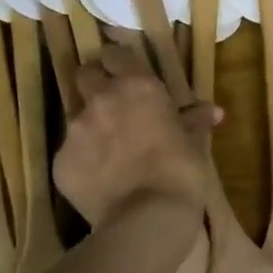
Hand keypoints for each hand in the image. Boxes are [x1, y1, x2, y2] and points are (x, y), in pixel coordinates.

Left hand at [53, 44, 215, 225]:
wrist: (147, 218)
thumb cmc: (180, 172)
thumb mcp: (195, 143)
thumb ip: (196, 121)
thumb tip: (212, 111)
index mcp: (138, 86)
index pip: (117, 54)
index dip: (119, 61)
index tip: (126, 71)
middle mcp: (102, 99)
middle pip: (85, 74)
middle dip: (95, 83)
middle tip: (112, 103)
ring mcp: (76, 130)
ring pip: (75, 115)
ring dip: (89, 125)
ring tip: (107, 150)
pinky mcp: (60, 162)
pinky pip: (69, 153)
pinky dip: (82, 161)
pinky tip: (100, 179)